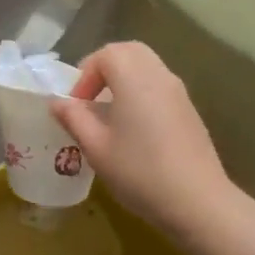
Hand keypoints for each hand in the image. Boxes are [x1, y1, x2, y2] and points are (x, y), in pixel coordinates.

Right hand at [50, 41, 242, 241]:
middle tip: (90, 97)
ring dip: (123, 79)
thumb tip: (57, 102)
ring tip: (109, 112)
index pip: (106, 54)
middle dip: (104, 67)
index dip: (85, 75)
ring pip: (147, 66)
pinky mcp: (189, 111)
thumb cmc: (140, 172)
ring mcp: (179, 93)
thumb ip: (73, 118)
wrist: (198, 202)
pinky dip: (141, 91)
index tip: (76, 105)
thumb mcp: (95, 148)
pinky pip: (160, 85)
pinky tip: (134, 128)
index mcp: (134, 79)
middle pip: (129, 52)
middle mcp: (159, 76)